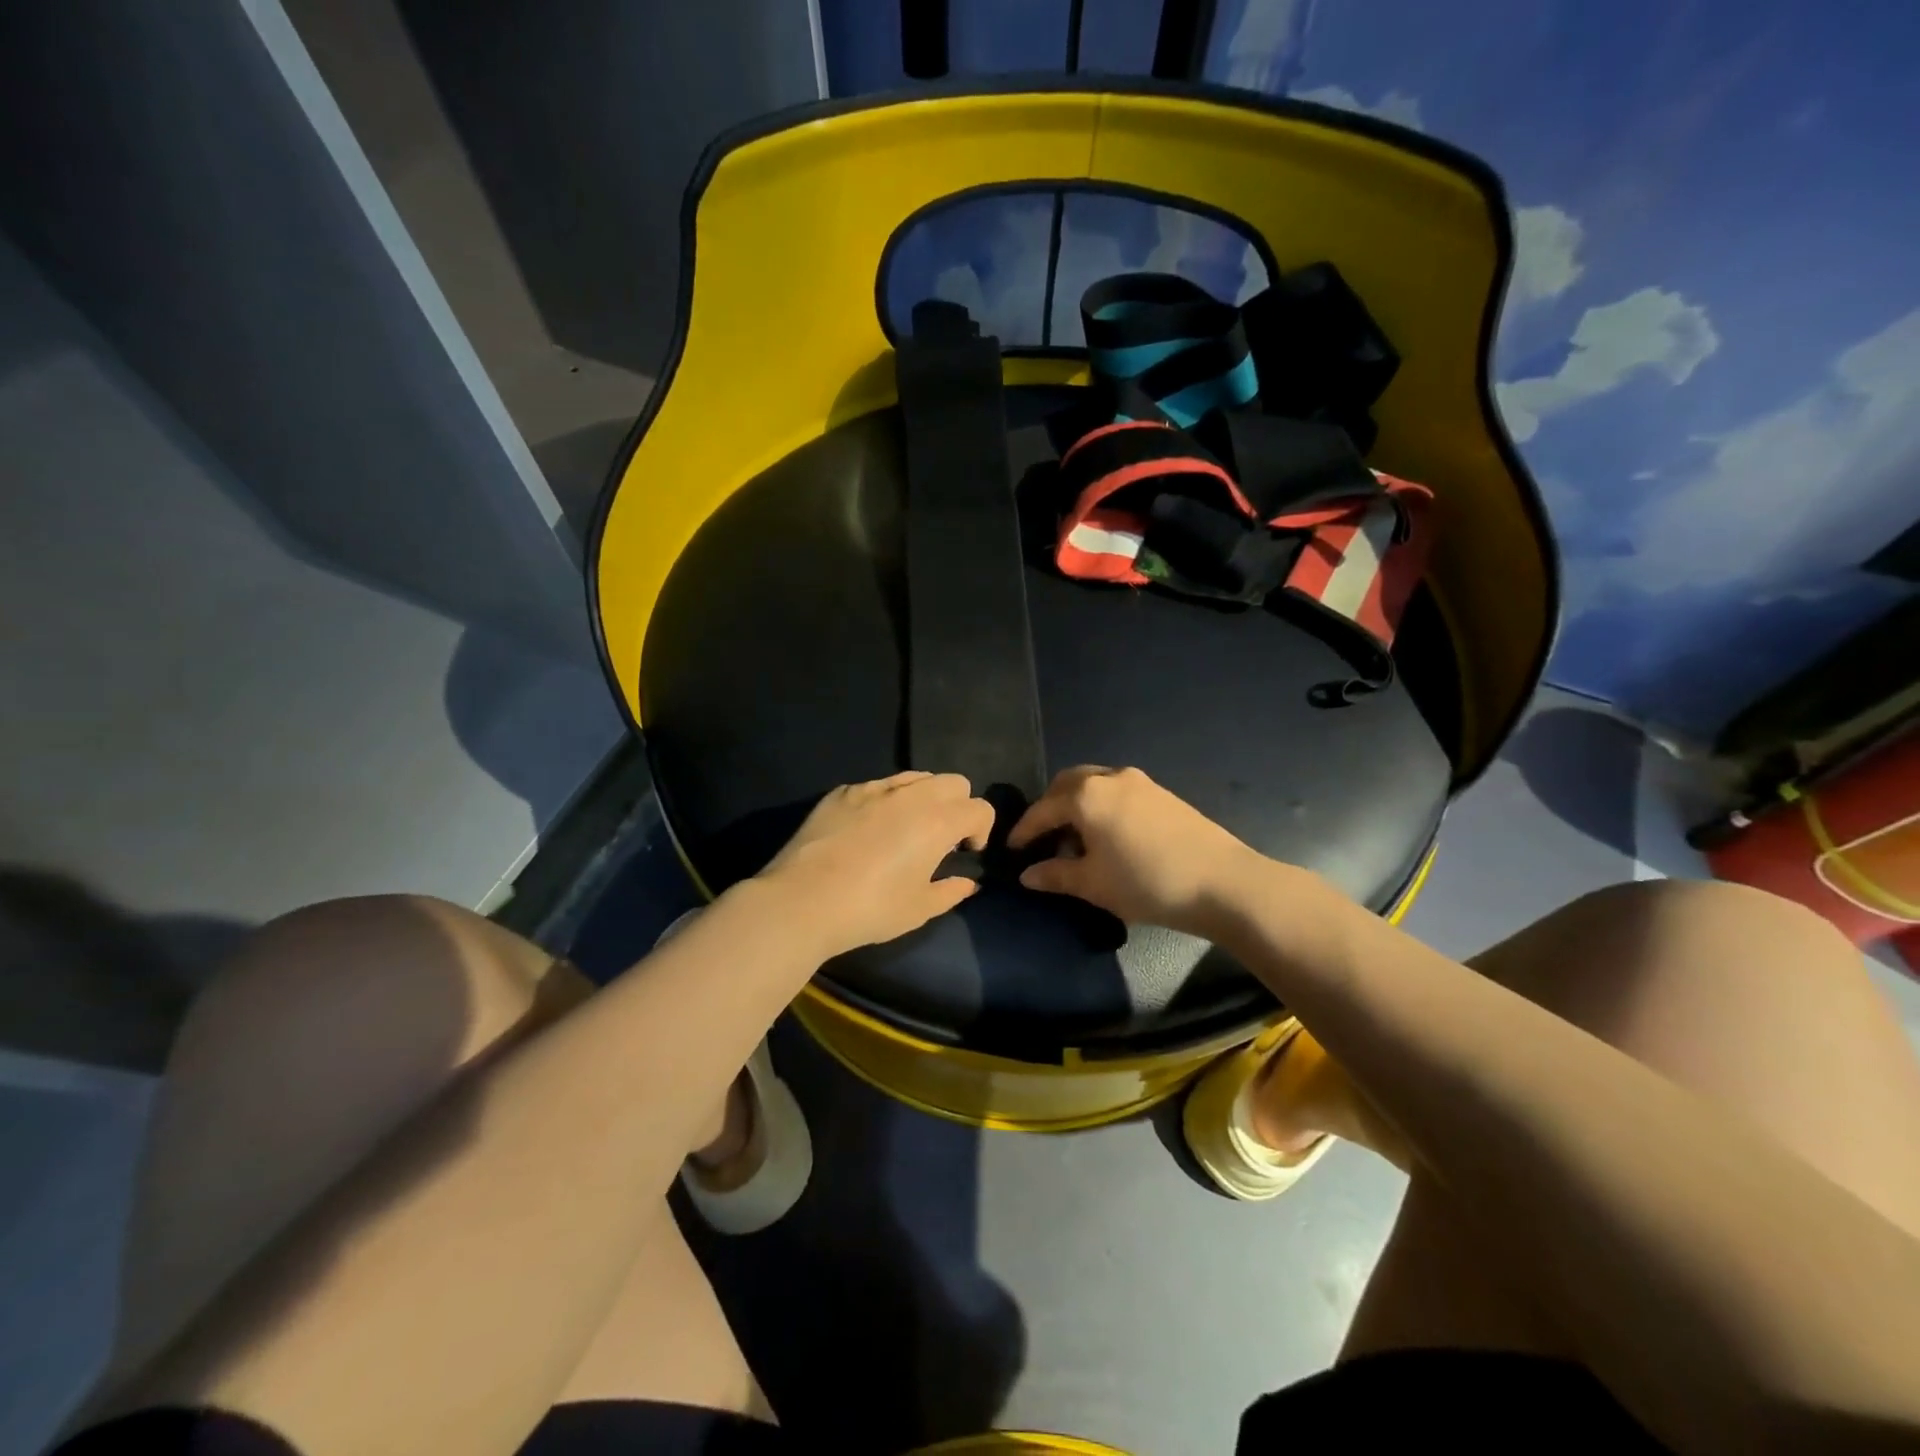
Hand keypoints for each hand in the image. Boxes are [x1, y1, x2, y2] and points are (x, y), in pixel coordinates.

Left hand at [759, 772, 994, 955]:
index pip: (979, 808)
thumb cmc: (870, 909)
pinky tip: (868, 830)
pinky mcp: (842, 792)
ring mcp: (873, 788)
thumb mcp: (919, 909)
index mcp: (938, 821)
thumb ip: (950, 891)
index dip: (981, 829)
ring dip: (924, 798)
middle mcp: (911, 795)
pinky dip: (886, 800)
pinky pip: (878, 785)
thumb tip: (967, 882)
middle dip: (958, 805)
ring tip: (907, 829)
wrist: (802, 900)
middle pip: (953, 782)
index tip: (966, 852)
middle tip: (941, 838)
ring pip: (916, 776)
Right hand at [1008, 765, 1259, 934]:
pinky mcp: (1162, 793)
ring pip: (1094, 784)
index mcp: (1086, 796)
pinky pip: (1117, 791)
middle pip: (1067, 784)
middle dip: (1049, 808)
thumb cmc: (1147, 883)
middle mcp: (1109, 778)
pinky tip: (1109, 835)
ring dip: (1077, 804)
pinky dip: (1101, 805)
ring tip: (1076, 838)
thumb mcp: (1093, 884)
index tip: (1012, 850)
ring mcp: (1140, 781)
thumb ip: (1055, 875)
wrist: (1222, 882)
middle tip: (1043, 838)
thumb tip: (1027, 874)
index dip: (1024, 831)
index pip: (1042, 810)